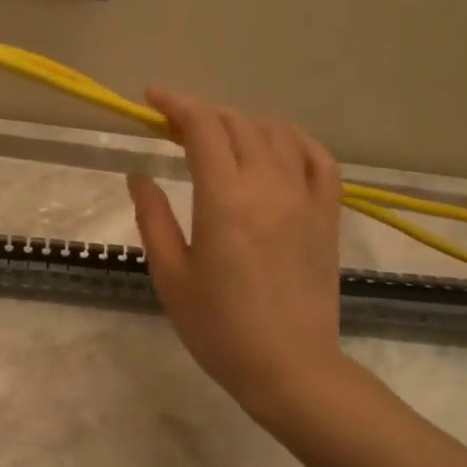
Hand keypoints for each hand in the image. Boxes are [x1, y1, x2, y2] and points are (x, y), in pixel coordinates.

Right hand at [128, 88, 347, 420]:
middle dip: (203, 113)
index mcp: (225, 201)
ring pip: (277, 133)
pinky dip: (293, 139)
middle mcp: (269, 187)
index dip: (176, 104)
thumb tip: (139, 176)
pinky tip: (275, 145)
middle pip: (237, 123)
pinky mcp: (328, 215)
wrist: (289, 367)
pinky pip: (318, 158)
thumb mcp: (171, 275)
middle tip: (175, 125)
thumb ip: (153, 218)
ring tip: (219, 135)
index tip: (152, 99)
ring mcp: (305, 198)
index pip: (203, 128)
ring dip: (242, 123)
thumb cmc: (218, 328)